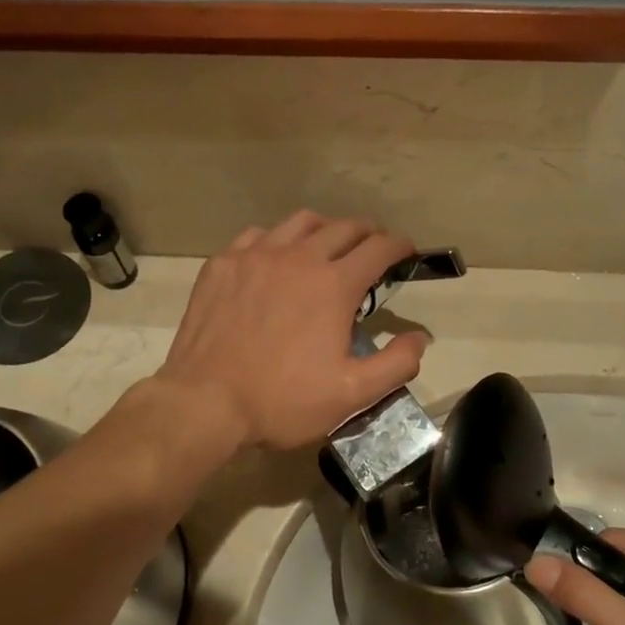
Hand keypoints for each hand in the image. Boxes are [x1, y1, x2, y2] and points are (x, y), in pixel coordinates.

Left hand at [156, 211, 427, 451]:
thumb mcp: (351, 394)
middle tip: (372, 249)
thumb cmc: (282, 401)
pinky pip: (257, 235)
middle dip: (366, 233)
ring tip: (327, 247)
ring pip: (300, 222)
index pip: (379, 248)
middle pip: (343, 227)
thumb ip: (396, 364)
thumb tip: (420, 338)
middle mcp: (298, 257)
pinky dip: (277, 240)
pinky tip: (275, 259)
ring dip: (324, 230)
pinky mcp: (223, 264)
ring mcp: (255, 255)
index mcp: (334, 285)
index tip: (406, 251)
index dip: (399, 245)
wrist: (205, 402)